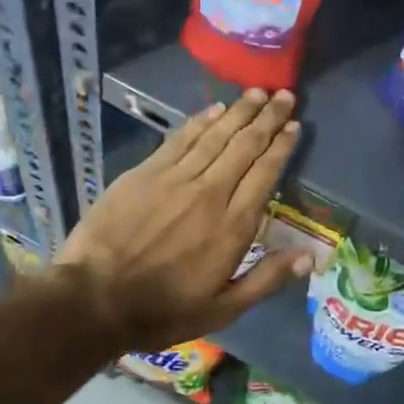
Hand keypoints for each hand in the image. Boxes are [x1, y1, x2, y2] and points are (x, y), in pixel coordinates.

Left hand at [55, 89, 311, 353]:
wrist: (94, 298)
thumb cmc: (162, 310)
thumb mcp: (221, 310)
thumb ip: (266, 280)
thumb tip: (309, 257)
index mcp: (232, 226)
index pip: (265, 174)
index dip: (281, 147)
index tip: (294, 126)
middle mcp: (210, 193)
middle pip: (245, 146)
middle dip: (267, 119)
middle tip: (285, 96)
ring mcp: (175, 179)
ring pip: (215, 136)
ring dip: (239, 112)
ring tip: (257, 93)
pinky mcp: (145, 173)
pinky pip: (180, 139)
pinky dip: (200, 121)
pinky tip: (215, 109)